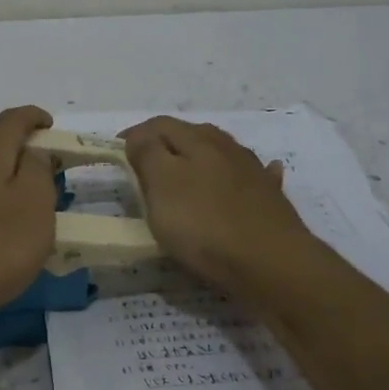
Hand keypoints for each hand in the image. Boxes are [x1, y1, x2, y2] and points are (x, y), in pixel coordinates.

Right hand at [120, 116, 322, 301]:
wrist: (271, 264)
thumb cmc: (205, 224)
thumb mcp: (162, 185)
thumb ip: (147, 153)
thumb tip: (139, 136)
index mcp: (198, 141)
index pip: (159, 124)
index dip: (135, 135)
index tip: (117, 153)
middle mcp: (228, 148)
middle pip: (192, 135)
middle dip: (166, 144)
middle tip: (145, 166)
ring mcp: (253, 173)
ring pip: (221, 154)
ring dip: (202, 156)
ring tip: (185, 171)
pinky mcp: (271, 200)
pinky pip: (253, 178)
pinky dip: (241, 177)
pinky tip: (243, 181)